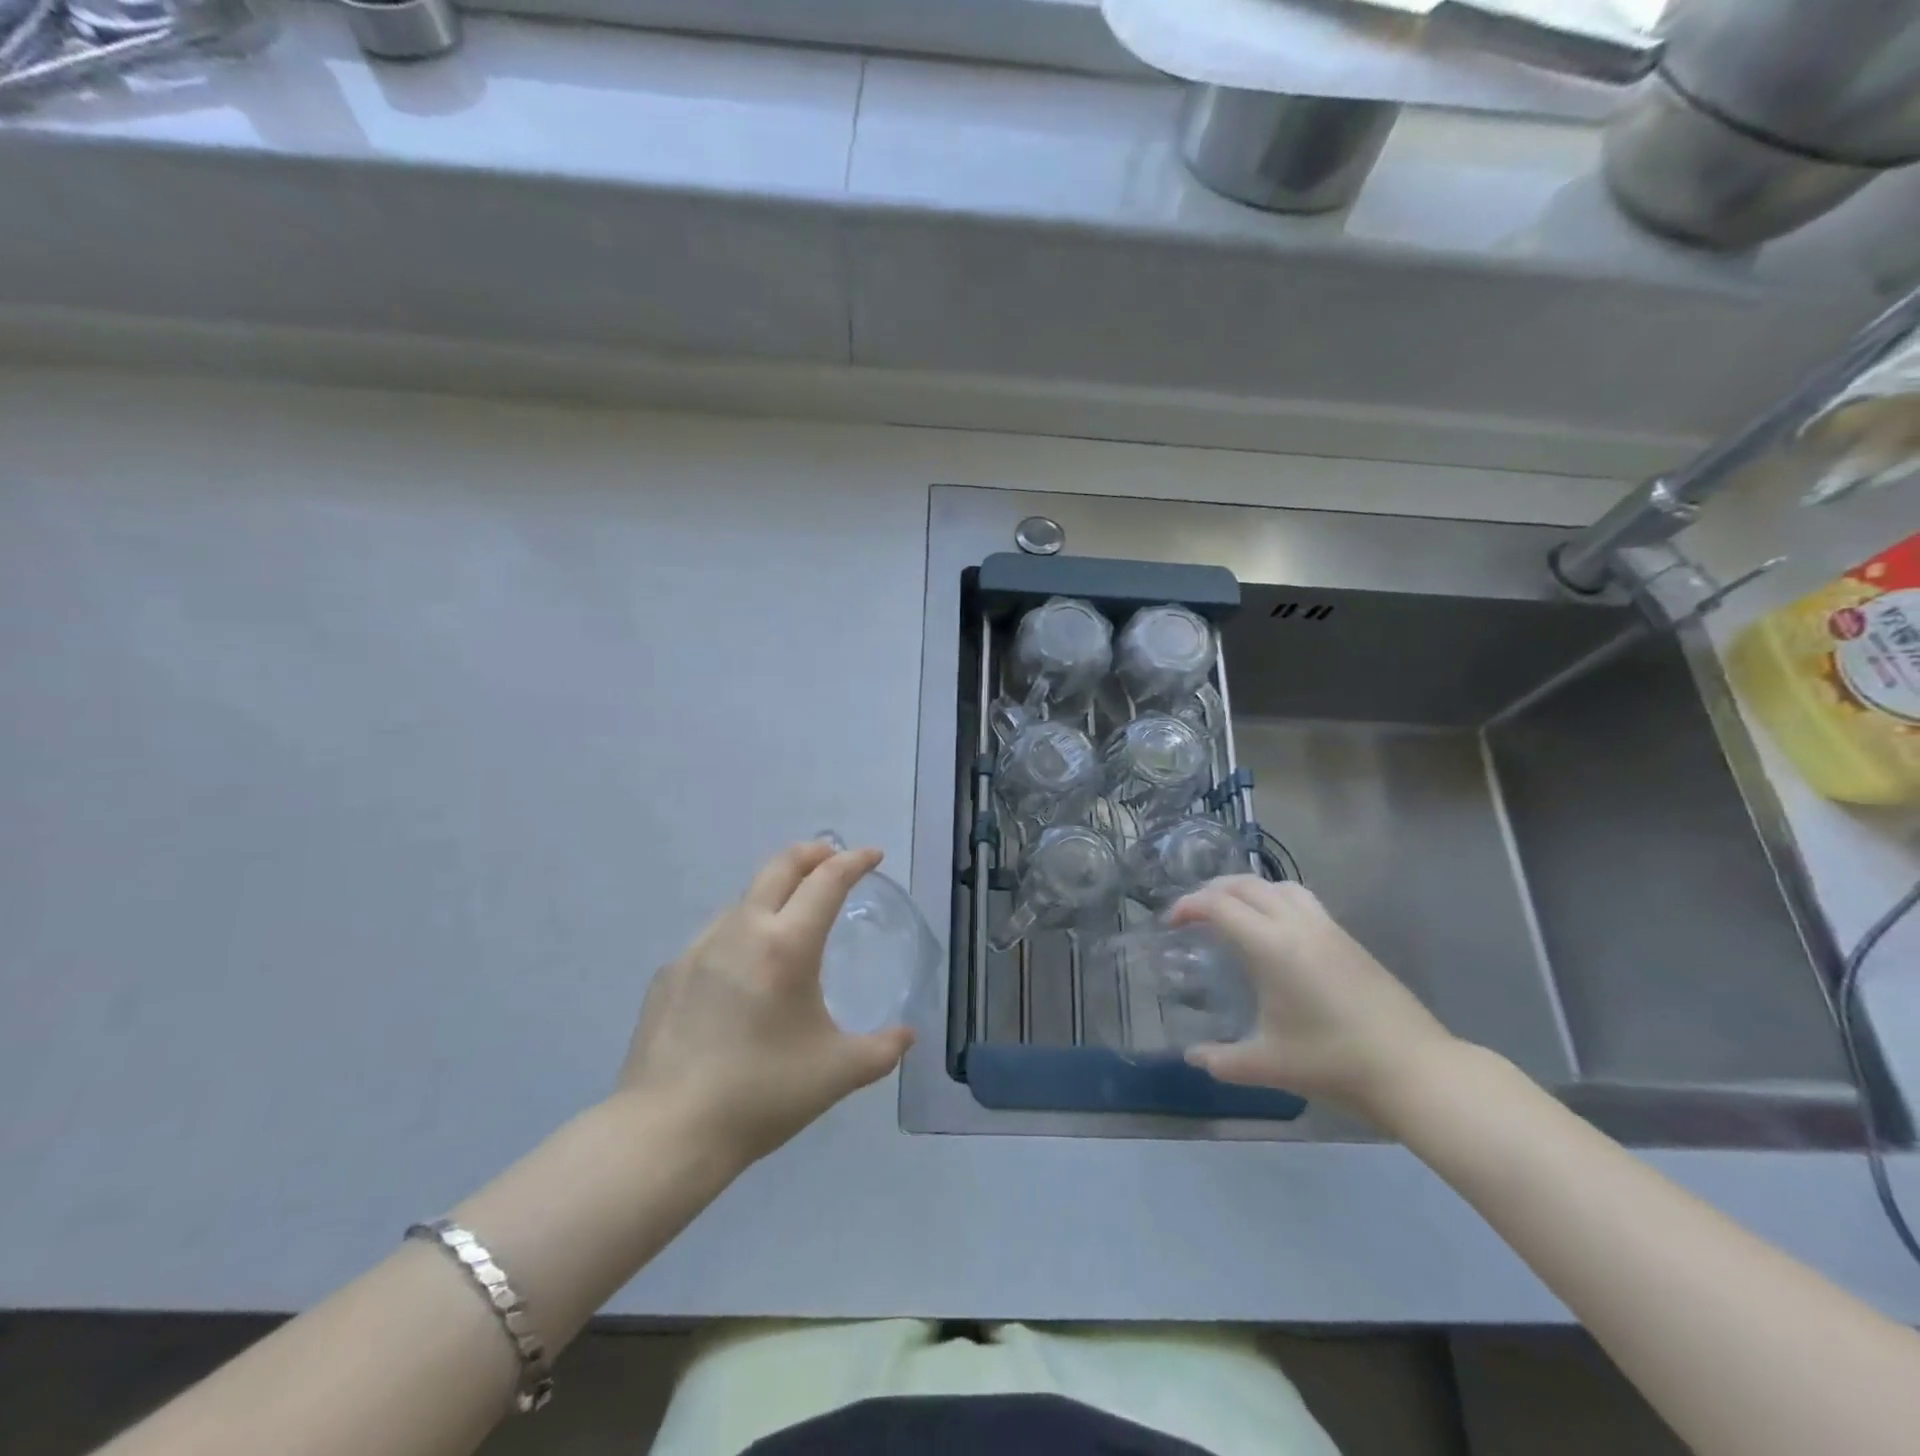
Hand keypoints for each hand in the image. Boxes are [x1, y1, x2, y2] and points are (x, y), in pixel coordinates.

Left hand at [614, 842, 913, 1163]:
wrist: (666, 1132)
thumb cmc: (762, 1095)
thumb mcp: (838, 1073)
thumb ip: (882, 1050)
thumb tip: (907, 1035)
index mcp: (787, 946)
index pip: (827, 881)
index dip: (854, 861)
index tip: (872, 855)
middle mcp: (741, 931)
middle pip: (779, 867)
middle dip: (812, 853)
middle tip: (832, 857)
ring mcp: (697, 949)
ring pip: (743, 900)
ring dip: (773, 895)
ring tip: (789, 923)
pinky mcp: (669, 973)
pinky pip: (713, 938)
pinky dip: (739, 935)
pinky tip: (741, 976)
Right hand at [1168, 876, 1458, 1122]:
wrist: (1416, 1070)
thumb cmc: (1334, 1062)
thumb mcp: (1269, 1065)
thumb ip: (1223, 1060)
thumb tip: (1193, 1058)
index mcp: (1271, 946)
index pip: (1219, 906)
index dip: (1188, 906)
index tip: (1171, 922)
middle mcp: (1297, 925)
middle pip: (1246, 885)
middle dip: (1213, 890)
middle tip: (1194, 913)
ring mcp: (1328, 928)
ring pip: (1279, 886)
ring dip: (1248, 890)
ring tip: (1233, 912)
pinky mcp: (1349, 940)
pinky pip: (1302, 901)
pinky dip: (1275, 900)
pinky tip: (1276, 933)